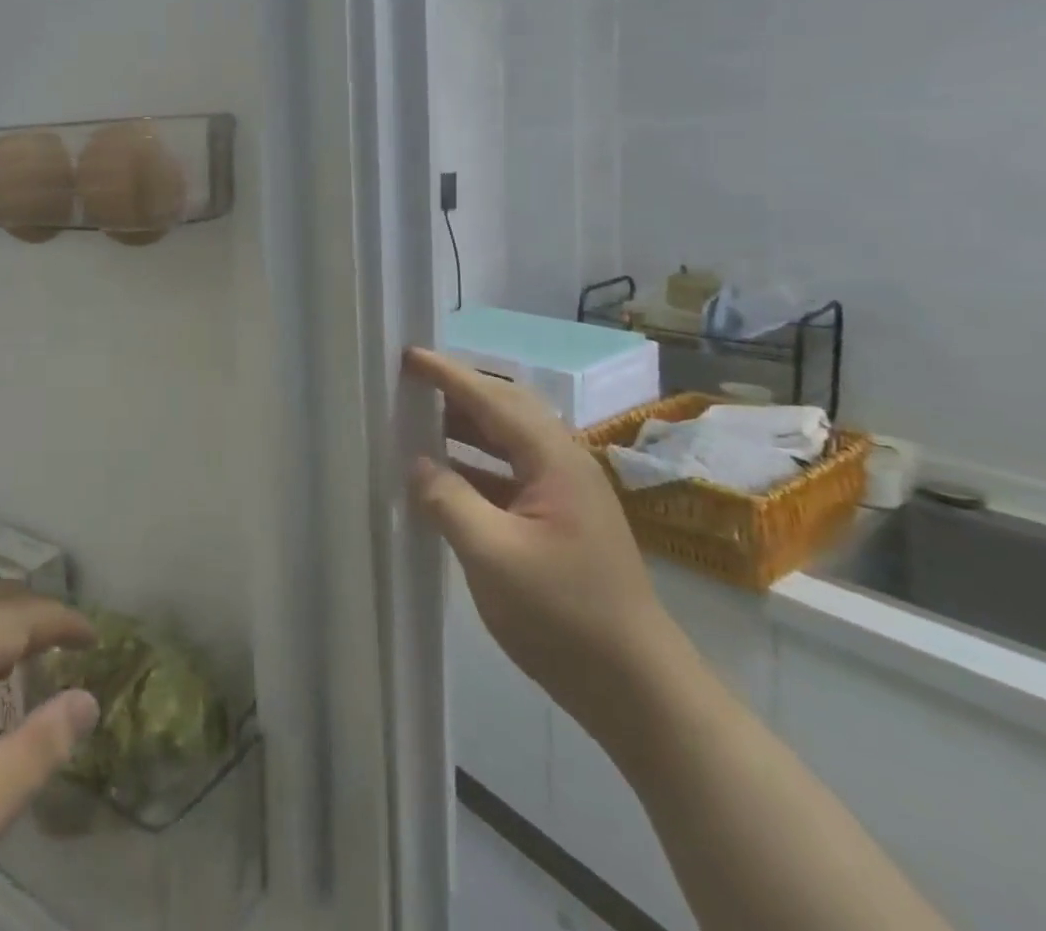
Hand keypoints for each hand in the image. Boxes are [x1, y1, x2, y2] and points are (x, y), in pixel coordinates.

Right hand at [405, 347, 686, 739]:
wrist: (639, 691)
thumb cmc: (565, 615)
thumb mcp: (492, 555)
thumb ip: (448, 500)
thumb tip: (416, 463)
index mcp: (554, 460)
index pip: (493, 399)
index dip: (447, 375)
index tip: (407, 355)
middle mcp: (564, 464)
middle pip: (506, 409)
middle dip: (459, 390)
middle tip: (411, 381)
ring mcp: (565, 494)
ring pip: (508, 441)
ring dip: (465, 426)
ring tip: (418, 419)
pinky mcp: (560, 522)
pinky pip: (509, 473)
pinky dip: (474, 464)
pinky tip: (444, 476)